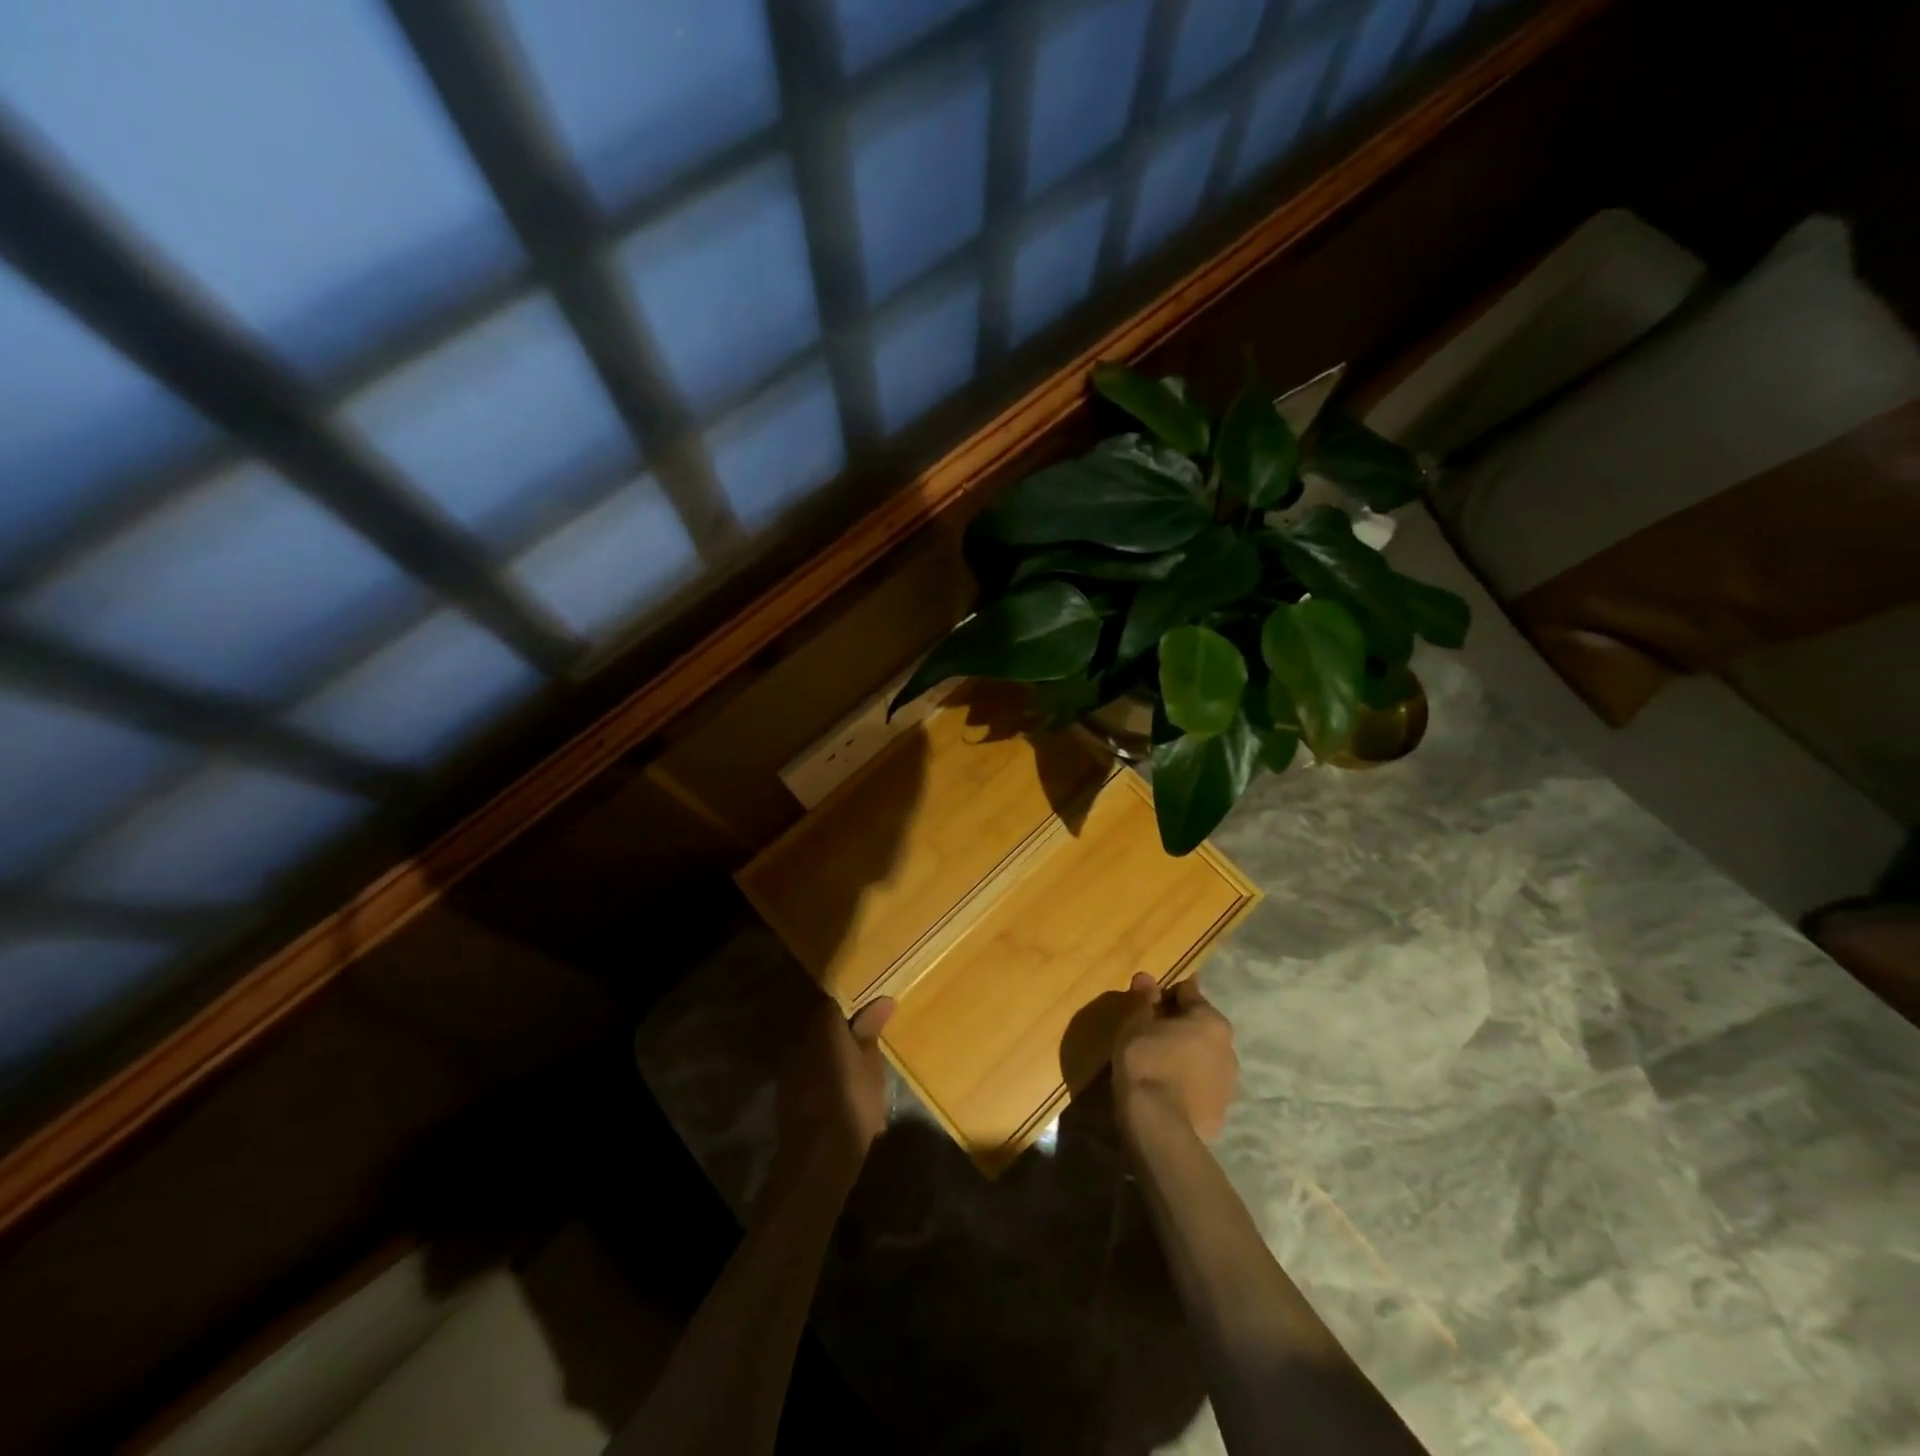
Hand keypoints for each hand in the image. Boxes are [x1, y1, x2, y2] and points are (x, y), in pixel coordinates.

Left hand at [773, 994, 893, 1191]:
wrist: (818, 1156)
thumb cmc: (853, 1101)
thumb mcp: (871, 1064)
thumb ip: (871, 1029)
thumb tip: (882, 999)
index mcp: (822, 1027)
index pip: (833, 1002)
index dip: (851, 1005)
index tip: (869, 1011)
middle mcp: (800, 1041)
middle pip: (821, 1026)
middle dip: (841, 1032)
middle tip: (865, 1042)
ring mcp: (789, 1068)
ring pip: (814, 1051)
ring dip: (831, 1055)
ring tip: (855, 1070)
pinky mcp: (785, 1093)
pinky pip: (807, 1073)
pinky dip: (822, 1076)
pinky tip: (839, 1092)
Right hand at [1112, 973, 1237, 1141]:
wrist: (1159, 1126)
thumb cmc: (1147, 1061)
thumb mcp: (1137, 1024)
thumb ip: (1144, 999)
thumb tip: (1146, 977)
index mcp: (1211, 1021)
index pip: (1189, 993)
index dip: (1167, 993)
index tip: (1150, 999)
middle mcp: (1228, 1048)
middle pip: (1201, 1026)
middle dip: (1180, 1025)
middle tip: (1151, 1031)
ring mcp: (1228, 1084)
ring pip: (1205, 1058)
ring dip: (1188, 1055)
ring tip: (1160, 1063)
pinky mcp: (1221, 1112)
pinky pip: (1203, 1087)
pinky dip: (1189, 1083)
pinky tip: (1169, 1090)